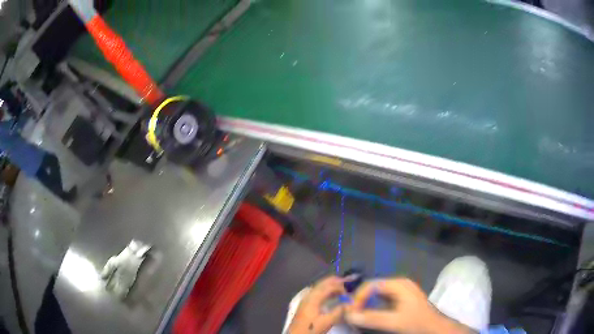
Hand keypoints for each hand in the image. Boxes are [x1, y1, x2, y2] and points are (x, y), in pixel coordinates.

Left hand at [287, 276, 347, 333]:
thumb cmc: (311, 328)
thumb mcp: (327, 322)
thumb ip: (338, 311)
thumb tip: (348, 303)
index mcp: (313, 298)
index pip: (328, 286)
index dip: (340, 286)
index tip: (349, 290)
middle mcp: (308, 295)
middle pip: (322, 284)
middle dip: (334, 281)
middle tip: (346, 281)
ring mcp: (306, 299)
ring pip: (319, 288)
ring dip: (330, 286)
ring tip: (342, 288)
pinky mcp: (306, 304)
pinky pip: (317, 293)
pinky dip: (326, 291)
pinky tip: (332, 296)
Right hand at [345, 278, 472, 333]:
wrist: (434, 327)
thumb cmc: (417, 322)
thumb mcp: (395, 321)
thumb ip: (372, 318)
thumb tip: (348, 314)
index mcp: (398, 284)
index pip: (371, 285)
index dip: (357, 297)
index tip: (350, 312)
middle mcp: (398, 284)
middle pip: (373, 288)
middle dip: (360, 301)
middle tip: (351, 314)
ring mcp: (400, 291)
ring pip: (376, 294)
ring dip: (365, 304)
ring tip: (358, 315)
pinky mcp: (401, 299)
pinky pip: (381, 299)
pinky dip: (373, 306)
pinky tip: (369, 315)